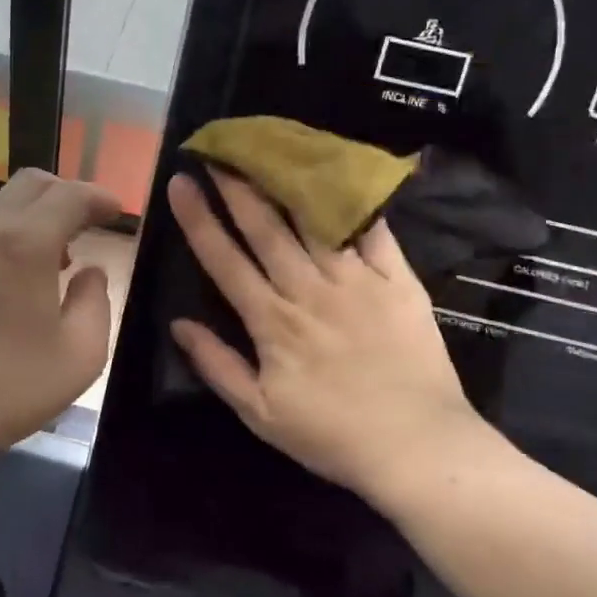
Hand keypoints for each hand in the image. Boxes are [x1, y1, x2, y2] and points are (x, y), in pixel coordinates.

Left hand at [0, 169, 121, 456]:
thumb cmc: (7, 386)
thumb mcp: (80, 355)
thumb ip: (96, 302)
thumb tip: (90, 272)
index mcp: (26, 243)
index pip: (70, 195)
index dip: (99, 197)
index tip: (116, 211)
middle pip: (30, 184)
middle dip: (66, 194)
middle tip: (87, 225)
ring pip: (0, 207)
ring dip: (34, 218)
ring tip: (53, 261)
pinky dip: (5, 240)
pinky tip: (10, 284)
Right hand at [166, 170, 501, 508]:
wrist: (418, 447)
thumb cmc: (332, 435)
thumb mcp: (260, 414)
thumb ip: (217, 365)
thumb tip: (178, 324)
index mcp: (271, 321)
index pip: (224, 259)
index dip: (198, 218)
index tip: (180, 182)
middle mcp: (308, 289)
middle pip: (265, 227)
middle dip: (237, 185)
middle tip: (219, 149)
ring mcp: (356, 281)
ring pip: (313, 221)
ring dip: (285, 183)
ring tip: (268, 150)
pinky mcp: (397, 281)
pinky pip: (373, 233)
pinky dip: (354, 203)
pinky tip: (338, 174)